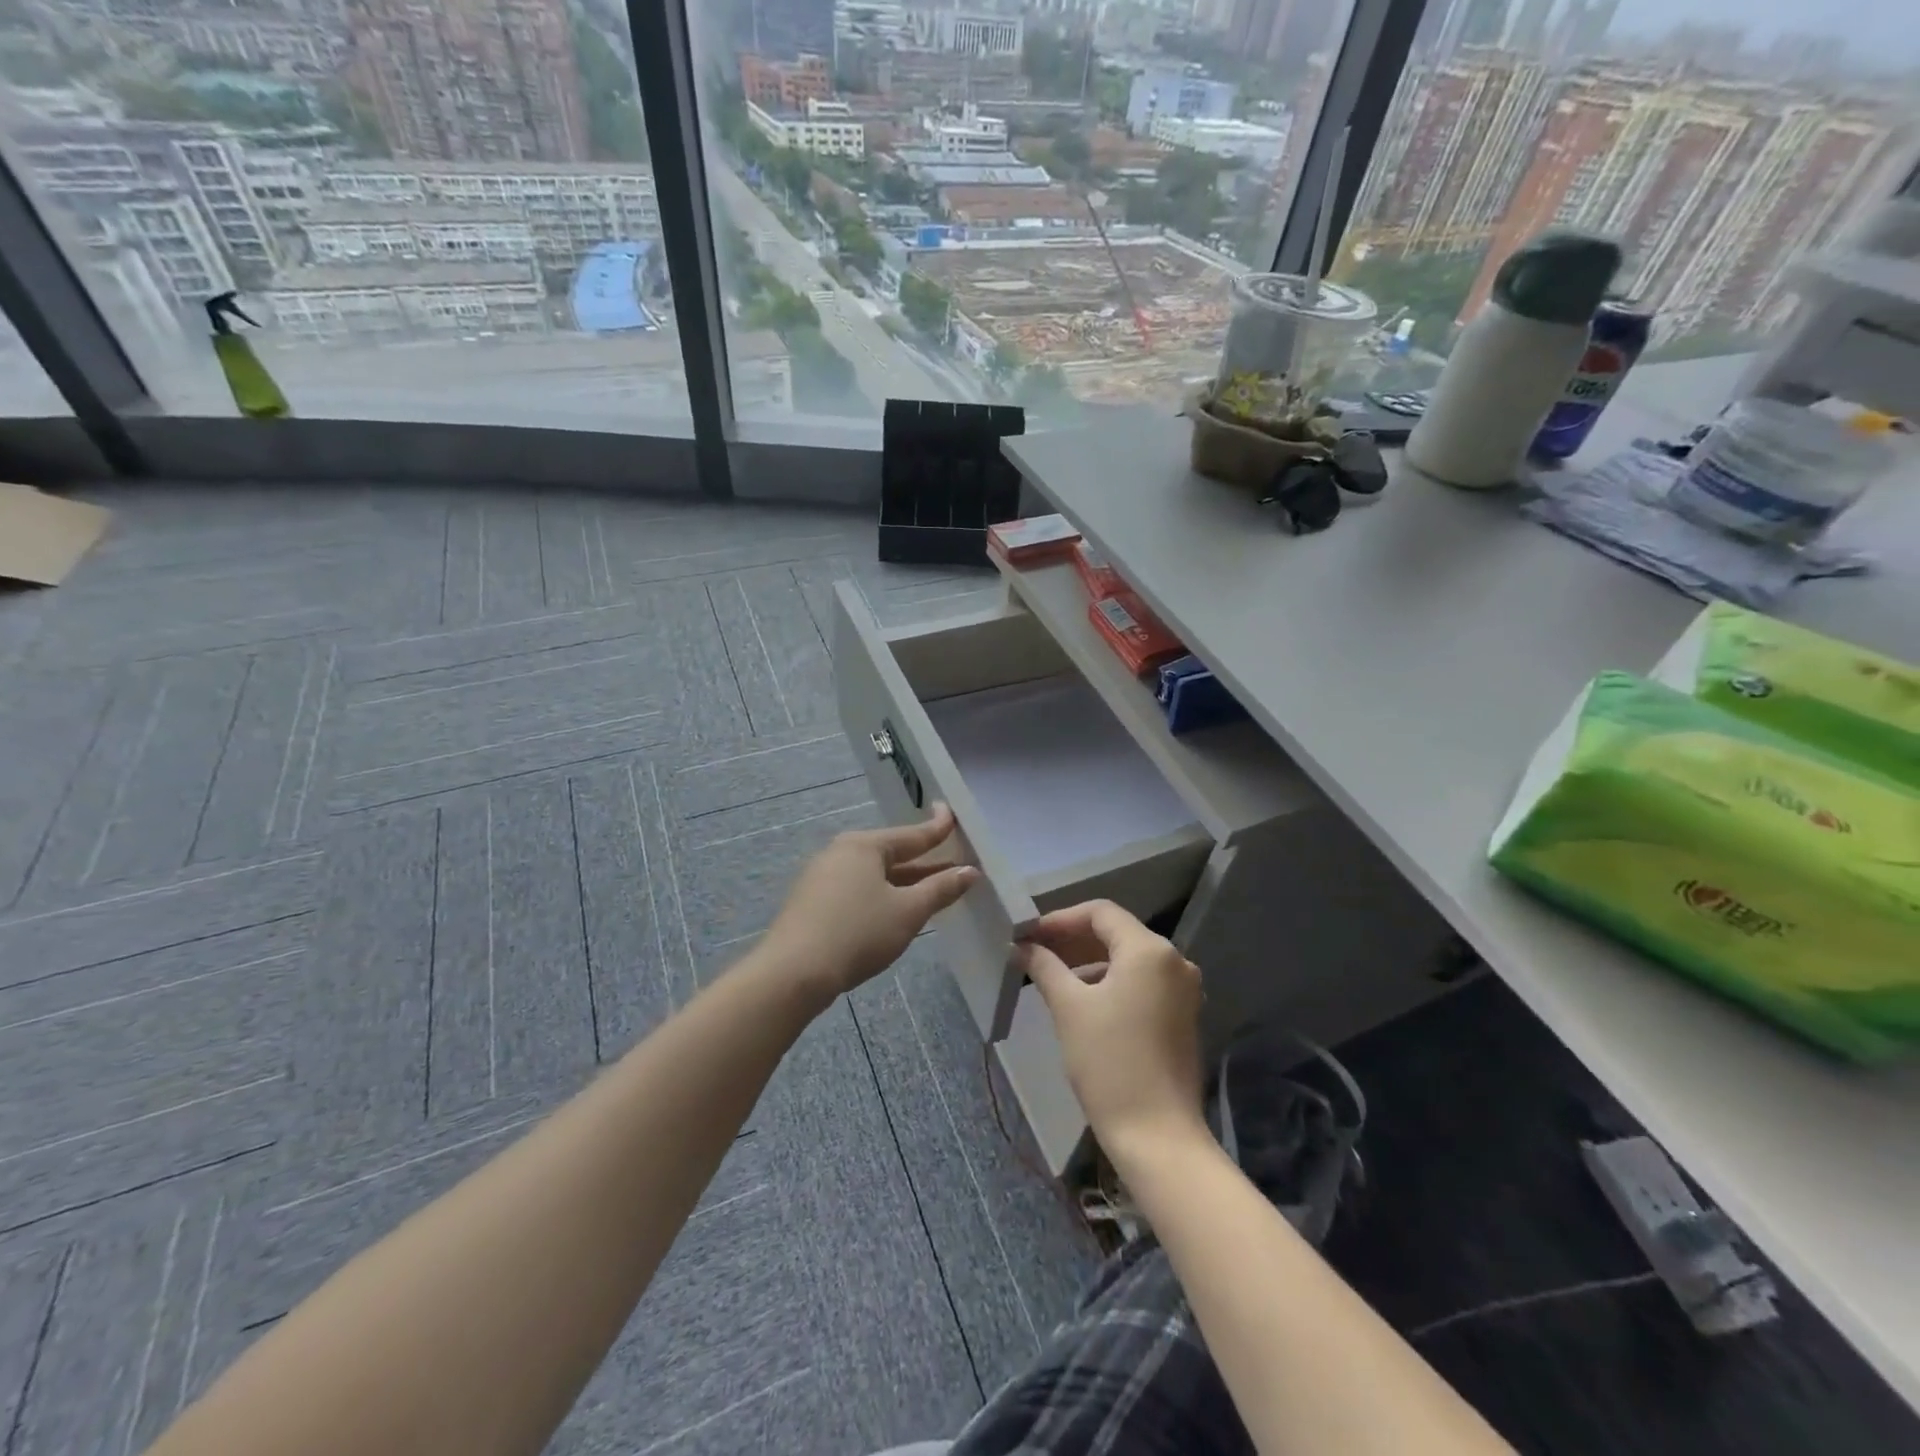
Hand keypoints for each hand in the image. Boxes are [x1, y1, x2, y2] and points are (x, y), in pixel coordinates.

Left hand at [762, 804, 979, 998]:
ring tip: (928, 889)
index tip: (951, 814)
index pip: (911, 835)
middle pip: (890, 853)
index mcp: (864, 845)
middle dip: (922, 861)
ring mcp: (821, 877)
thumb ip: (940, 889)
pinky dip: (879, 894)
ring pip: (872, 874)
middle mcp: (840, 852)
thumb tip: (970, 871)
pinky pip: (856, 889)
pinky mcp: (812, 902)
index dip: (936, 828)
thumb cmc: (858, 933)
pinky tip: (891, 910)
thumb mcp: (908, 911)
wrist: (794, 973)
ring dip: (902, 881)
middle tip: (950, 860)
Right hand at [1013, 900, 1205, 1156]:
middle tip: (1035, 952)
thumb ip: (1045, 967)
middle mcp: (1174, 961)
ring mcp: (1183, 990)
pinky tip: (1082, 999)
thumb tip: (1023, 946)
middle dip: (1073, 940)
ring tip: (1052, 976)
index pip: (1101, 913)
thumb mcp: (1069, 1008)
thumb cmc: (1109, 1063)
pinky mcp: (1182, 1015)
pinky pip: (1142, 982)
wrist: (1157, 1135)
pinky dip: (1111, 982)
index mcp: (1149, 950)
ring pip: (1129, 959)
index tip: (1030, 935)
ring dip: (1090, 961)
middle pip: (1117, 933)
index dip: (1061, 919)